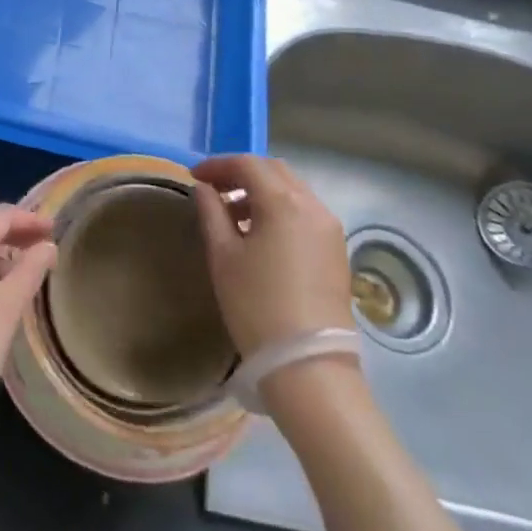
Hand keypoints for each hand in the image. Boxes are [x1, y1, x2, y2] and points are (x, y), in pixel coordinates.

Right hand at [193, 155, 353, 356]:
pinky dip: (281, 209)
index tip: (194, 177)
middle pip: (274, 171)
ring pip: (293, 190)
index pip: (248, 164)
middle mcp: (313, 205)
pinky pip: (305, 212)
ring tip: (233, 215)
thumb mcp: (223, 256)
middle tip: (213, 190)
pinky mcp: (337, 250)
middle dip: (242, 173)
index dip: (218, 165)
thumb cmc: (257, 306)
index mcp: (284, 201)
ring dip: (262, 191)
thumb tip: (204, 188)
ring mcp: (330, 228)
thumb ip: (211, 212)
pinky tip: (261, 234)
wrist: (309, 366)